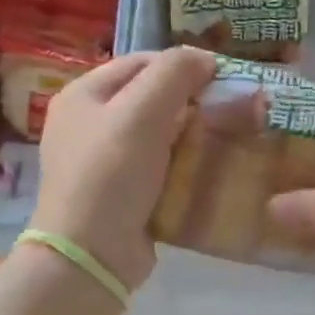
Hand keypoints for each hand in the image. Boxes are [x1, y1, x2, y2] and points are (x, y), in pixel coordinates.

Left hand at [30, 47, 217, 296]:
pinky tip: (208, 166)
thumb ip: (174, 73)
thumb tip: (205, 58)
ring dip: (192, 131)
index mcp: (84, 94)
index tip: (223, 79)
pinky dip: (184, 161)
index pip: (143, 61)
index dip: (184, 65)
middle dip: (192, 100)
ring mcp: (103, 159)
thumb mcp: (142, 113)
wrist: (91, 256)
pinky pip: (159, 163)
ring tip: (227, 136)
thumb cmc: (111, 174)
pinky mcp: (121, 191)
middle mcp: (89, 121)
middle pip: (151, 96)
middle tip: (230, 109)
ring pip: (159, 131)